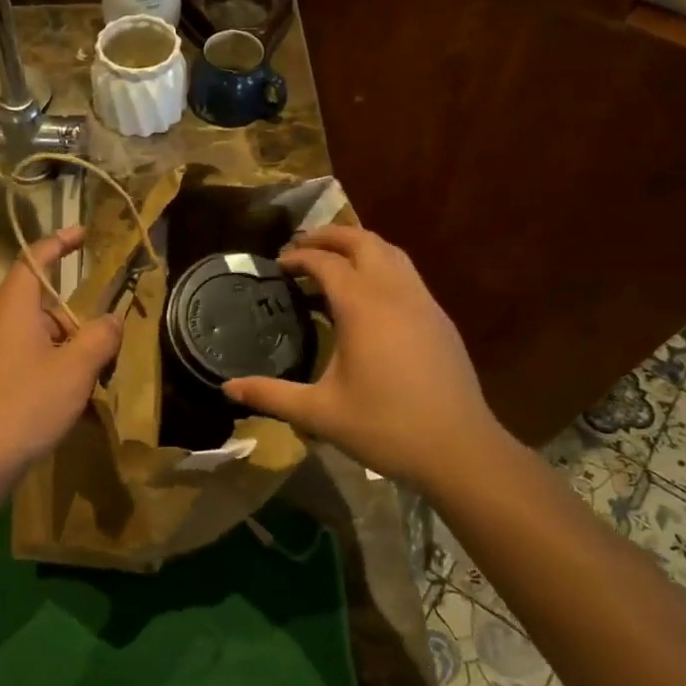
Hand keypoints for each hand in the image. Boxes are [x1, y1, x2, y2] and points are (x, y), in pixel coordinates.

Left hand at [0, 227, 121, 486]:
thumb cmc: (24, 405)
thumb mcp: (75, 369)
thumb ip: (100, 337)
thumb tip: (112, 319)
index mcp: (12, 306)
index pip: (35, 259)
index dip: (59, 242)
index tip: (84, 234)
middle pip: (42, 304)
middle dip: (77, 319)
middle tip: (108, 343)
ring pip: (37, 336)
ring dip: (67, 350)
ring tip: (94, 379)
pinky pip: (26, 360)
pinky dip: (51, 369)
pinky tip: (69, 401)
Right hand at [222, 226, 505, 489]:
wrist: (458, 449)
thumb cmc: (385, 427)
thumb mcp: (320, 413)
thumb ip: (271, 395)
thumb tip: (227, 388)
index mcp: (363, 307)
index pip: (326, 263)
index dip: (299, 257)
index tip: (277, 264)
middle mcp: (395, 293)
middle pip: (363, 242)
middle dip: (330, 237)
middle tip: (301, 246)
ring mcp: (423, 303)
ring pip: (391, 253)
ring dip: (360, 246)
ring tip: (333, 261)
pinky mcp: (439, 319)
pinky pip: (407, 275)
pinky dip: (381, 267)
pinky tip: (369, 297)